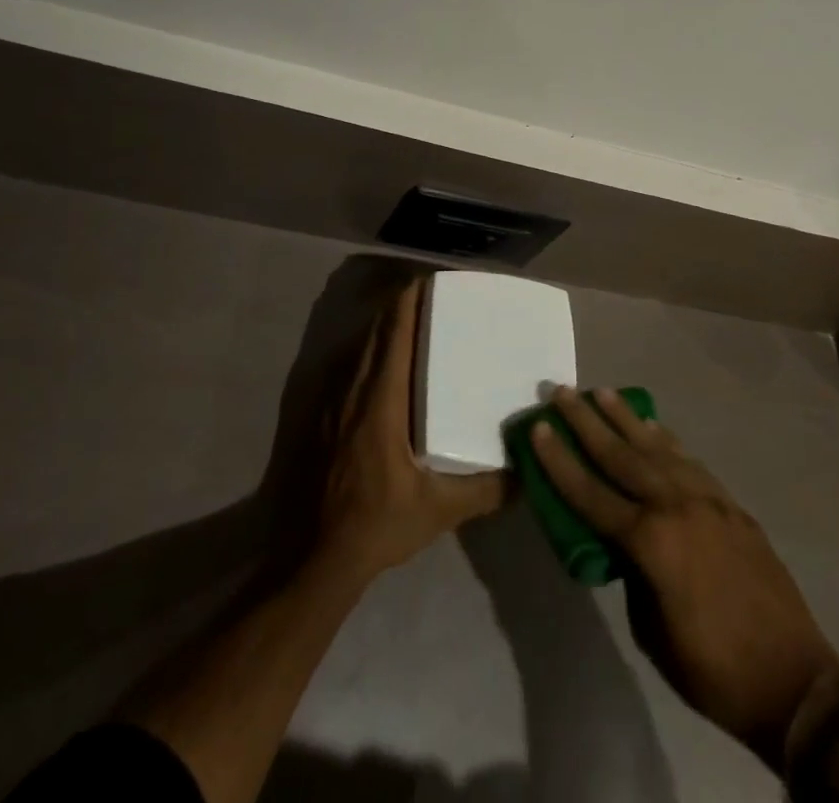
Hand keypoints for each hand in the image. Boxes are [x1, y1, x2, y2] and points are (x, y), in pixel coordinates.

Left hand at [312, 277, 505, 584]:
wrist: (312, 556)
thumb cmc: (376, 524)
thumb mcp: (438, 511)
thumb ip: (485, 491)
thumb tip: (526, 474)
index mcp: (381, 400)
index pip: (395, 333)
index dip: (409, 302)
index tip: (429, 282)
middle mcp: (353, 389)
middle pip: (376, 330)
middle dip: (400, 306)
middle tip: (430, 298)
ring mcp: (331, 401)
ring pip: (359, 347)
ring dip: (382, 328)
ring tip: (411, 323)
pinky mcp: (318, 415)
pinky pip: (346, 367)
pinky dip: (367, 352)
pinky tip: (381, 366)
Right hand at [533, 386, 838, 769]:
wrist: (794, 681)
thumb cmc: (713, 669)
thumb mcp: (652, 632)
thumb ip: (632, 574)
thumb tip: (623, 544)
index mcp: (651, 542)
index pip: (591, 493)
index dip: (560, 461)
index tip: (538, 427)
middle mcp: (676, 506)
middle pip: (621, 454)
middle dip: (586, 421)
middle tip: (561, 391)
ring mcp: (707, 500)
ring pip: (657, 447)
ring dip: (625, 418)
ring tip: (602, 392)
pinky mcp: (731, 505)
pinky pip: (689, 462)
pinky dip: (666, 441)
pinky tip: (653, 428)